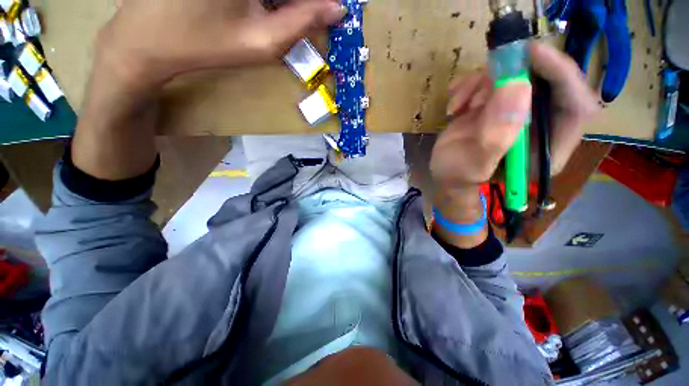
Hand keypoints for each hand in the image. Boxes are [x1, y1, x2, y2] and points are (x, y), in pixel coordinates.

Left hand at [96, 0, 345, 90]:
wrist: (146, 38)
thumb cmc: (206, 44)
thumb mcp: (262, 42)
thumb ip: (303, 23)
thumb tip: (338, 9)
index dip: (316, 2)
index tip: (324, 13)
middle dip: (296, 4)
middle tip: (302, 17)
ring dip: (280, 3)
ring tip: (267, 17)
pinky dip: (263, 1)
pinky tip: (254, 10)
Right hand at [430, 43, 599, 191]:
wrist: (443, 174)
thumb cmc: (457, 178)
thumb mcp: (473, 165)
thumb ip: (496, 136)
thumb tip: (519, 87)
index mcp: (548, 148)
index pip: (576, 106)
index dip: (562, 75)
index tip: (532, 54)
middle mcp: (542, 125)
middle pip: (549, 82)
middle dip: (515, 75)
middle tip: (486, 76)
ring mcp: (519, 111)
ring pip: (517, 75)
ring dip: (483, 83)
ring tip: (459, 106)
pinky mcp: (499, 103)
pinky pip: (494, 79)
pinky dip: (470, 86)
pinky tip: (455, 106)